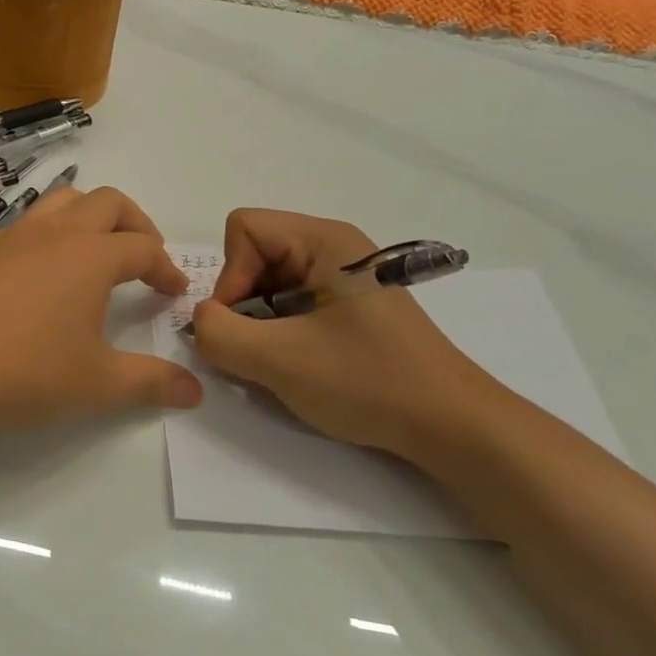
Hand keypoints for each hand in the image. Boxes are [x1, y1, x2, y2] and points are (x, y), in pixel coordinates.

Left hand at [0, 186, 200, 430]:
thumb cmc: (21, 369)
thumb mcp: (95, 384)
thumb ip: (149, 383)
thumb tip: (194, 389)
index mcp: (90, 256)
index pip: (143, 249)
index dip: (165, 267)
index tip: (174, 291)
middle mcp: (55, 233)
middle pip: (108, 203)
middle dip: (136, 223)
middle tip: (145, 256)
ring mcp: (13, 235)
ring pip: (63, 200)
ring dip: (92, 215)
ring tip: (97, 250)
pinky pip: (28, 222)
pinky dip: (52, 232)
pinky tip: (42, 272)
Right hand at [190, 209, 511, 463]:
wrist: (453, 426)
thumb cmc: (368, 381)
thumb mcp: (279, 360)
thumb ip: (220, 334)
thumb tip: (202, 321)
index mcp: (323, 239)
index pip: (243, 229)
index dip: (229, 276)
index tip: (245, 326)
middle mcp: (335, 246)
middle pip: (256, 254)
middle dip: (244, 302)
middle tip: (262, 349)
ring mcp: (346, 276)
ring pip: (272, 281)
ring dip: (262, 321)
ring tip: (285, 361)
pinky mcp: (353, 305)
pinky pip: (295, 301)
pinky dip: (284, 331)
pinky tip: (305, 364)